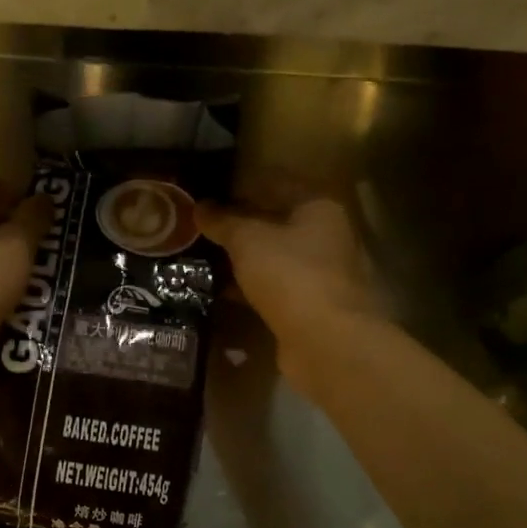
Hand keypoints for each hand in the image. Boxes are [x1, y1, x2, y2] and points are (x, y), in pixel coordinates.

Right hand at [198, 197, 380, 389]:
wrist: (325, 342)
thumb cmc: (291, 275)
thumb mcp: (248, 240)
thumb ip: (223, 221)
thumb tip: (200, 207)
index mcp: (319, 208)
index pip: (276, 185)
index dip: (240, 188)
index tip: (208, 194)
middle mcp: (327, 237)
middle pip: (275, 223)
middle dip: (239, 226)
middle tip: (199, 227)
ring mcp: (321, 275)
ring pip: (273, 258)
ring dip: (242, 259)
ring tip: (202, 257)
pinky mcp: (310, 307)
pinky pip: (273, 288)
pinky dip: (249, 288)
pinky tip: (218, 289)